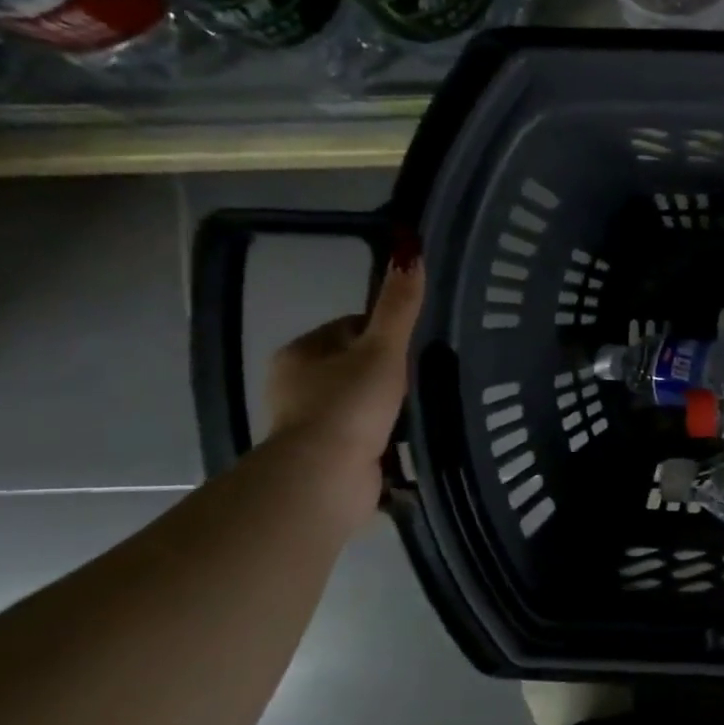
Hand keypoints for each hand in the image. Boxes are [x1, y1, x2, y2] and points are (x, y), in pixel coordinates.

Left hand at [265, 254, 424, 522]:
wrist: (325, 477)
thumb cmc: (350, 405)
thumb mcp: (382, 349)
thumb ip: (398, 306)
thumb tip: (409, 247)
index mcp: (301, 353)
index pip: (349, 328)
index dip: (384, 334)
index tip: (414, 347)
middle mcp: (298, 386)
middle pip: (356, 367)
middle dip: (389, 375)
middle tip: (425, 380)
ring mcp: (311, 424)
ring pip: (361, 404)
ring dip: (389, 410)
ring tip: (424, 411)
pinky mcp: (329, 457)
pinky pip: (365, 438)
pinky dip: (386, 440)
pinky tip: (411, 442)